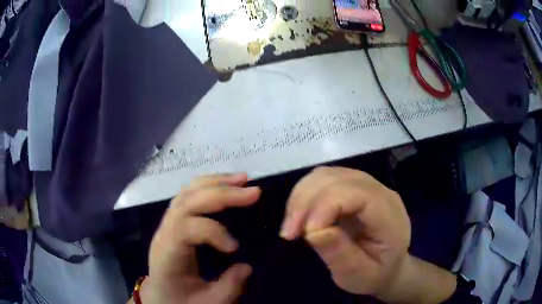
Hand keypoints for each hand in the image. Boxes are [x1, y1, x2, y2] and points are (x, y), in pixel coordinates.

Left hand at [143, 173, 260, 303]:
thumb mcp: (208, 303)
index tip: (236, 248)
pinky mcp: (174, 221)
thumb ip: (229, 287)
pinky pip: (188, 195)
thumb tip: (248, 266)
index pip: (185, 227)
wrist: (159, 297)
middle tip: (253, 192)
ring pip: (186, 192)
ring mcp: (167, 223)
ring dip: (215, 182)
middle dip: (221, 193)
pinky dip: (208, 186)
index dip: (213, 231)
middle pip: (187, 201)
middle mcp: (164, 232)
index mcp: (168, 254)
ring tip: (242, 179)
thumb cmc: (180, 301)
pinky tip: (225, 184)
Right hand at [279, 167, 410, 296]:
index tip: (305, 234)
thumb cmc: (375, 274)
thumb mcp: (359, 275)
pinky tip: (299, 214)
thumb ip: (341, 254)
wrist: (388, 265)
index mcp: (389, 215)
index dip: (326, 206)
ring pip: (327, 174)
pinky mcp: (353, 186)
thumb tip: (314, 230)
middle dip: (306, 202)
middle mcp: (380, 192)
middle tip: (289, 233)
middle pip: (338, 178)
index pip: (357, 193)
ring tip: (292, 225)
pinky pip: (324, 178)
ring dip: (302, 196)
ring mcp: (366, 185)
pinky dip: (305, 193)